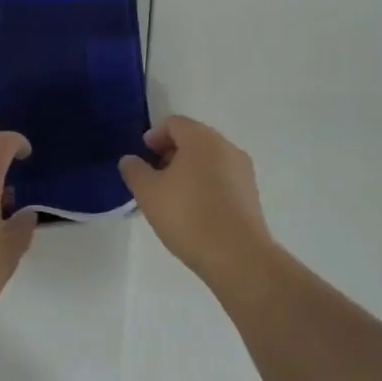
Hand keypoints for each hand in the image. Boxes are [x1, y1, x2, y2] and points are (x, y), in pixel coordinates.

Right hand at [119, 116, 273, 290]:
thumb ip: (135, 171)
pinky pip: (223, 178)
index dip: (154, 136)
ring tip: (173, 197)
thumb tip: (130, 159)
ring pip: (209, 159)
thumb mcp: (149, 193)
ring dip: (189, 169)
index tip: (143, 157)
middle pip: (193, 138)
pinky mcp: (252, 195)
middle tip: (154, 176)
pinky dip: (206, 185)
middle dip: (171, 152)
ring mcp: (243, 171)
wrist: (238, 257)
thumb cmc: (189, 216)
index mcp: (201, 138)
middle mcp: (226, 147)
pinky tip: (195, 211)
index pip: (174, 123)